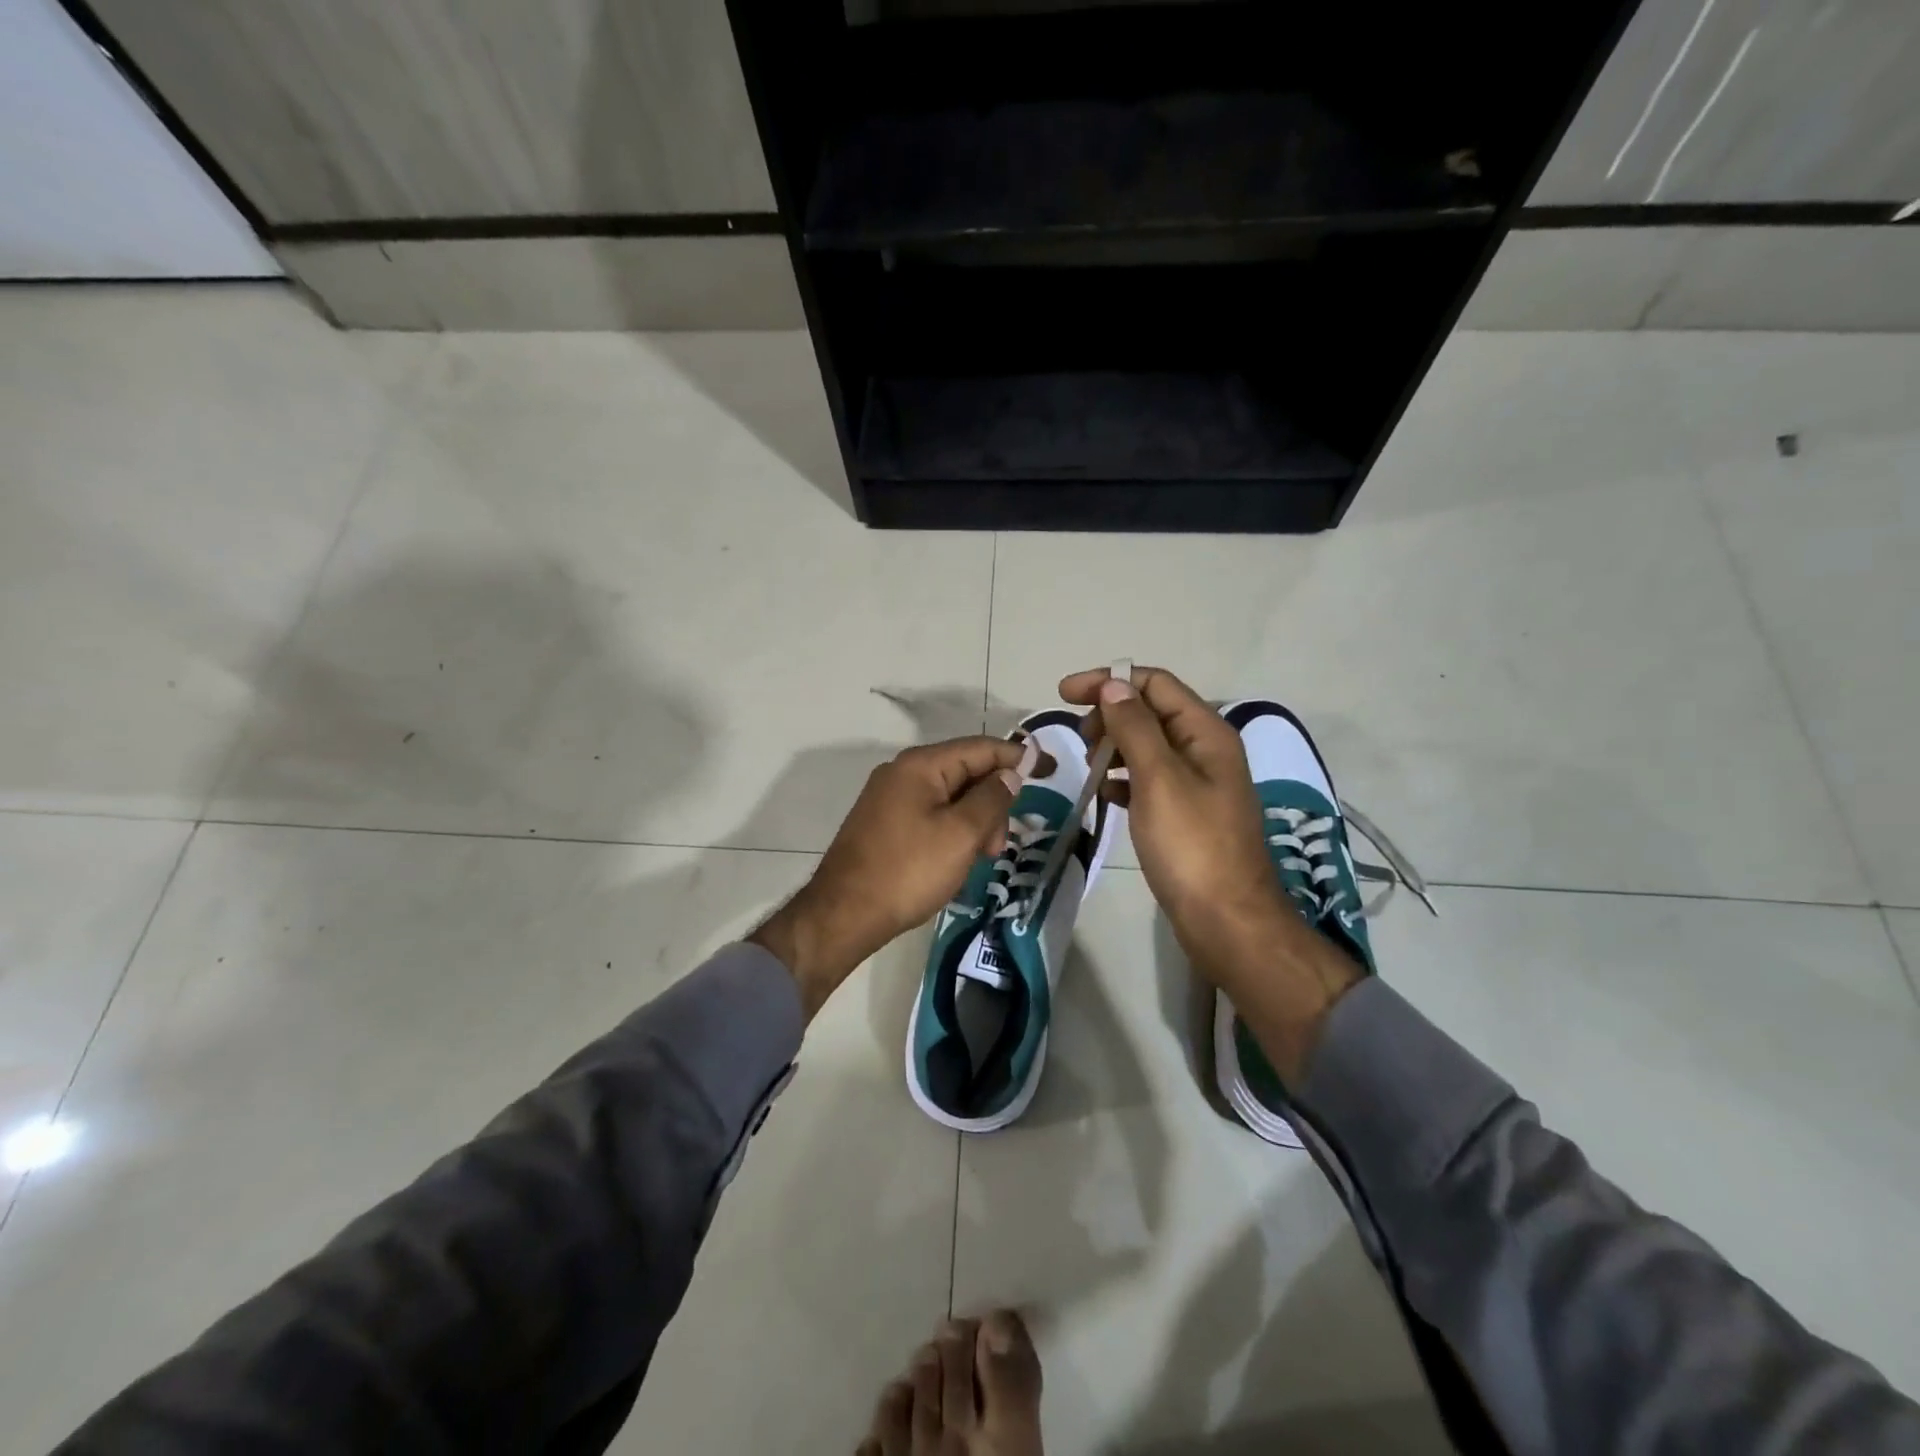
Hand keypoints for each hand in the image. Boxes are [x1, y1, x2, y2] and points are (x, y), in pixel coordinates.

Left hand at [752, 736, 1023, 1018]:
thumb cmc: (908, 871)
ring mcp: (889, 798)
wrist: (844, 914)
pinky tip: (956, 860)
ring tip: (978, 860)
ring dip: (974, 822)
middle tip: (998, 846)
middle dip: (992, 803)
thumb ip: (992, 798)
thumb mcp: (961, 834)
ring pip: (949, 797)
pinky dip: (953, 831)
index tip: (1051, 769)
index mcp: (921, 765)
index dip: (1018, 757)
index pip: (981, 748)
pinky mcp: (884, 823)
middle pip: (965, 772)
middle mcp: (902, 772)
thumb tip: (1010, 773)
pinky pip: (931, 814)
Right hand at [1059, 665, 1361, 1080]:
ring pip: (1146, 746)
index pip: (1155, 683)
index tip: (1064, 693)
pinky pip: (1147, 780)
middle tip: (1078, 740)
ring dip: (1113, 746)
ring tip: (1086, 767)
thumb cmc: (1192, 846)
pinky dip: (1122, 779)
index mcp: (1206, 733)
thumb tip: (1112, 685)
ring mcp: (1196, 783)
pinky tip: (1104, 794)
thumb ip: (1135, 728)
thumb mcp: (1159, 779)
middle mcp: (1205, 750)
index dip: (1109, 681)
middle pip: (1151, 711)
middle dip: (1110, 715)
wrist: (1226, 920)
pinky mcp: (1185, 813)